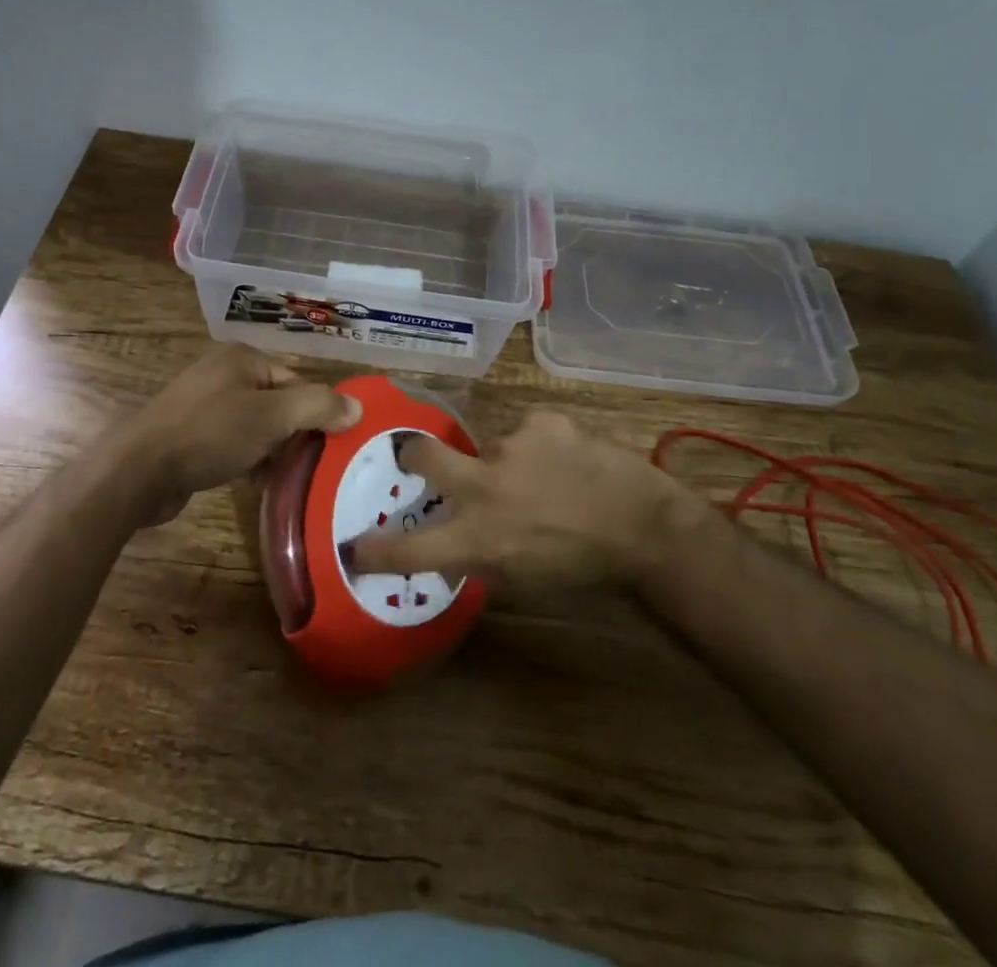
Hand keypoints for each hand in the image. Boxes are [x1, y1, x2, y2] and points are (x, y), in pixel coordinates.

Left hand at [127, 343, 360, 524]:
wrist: (138, 470)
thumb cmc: (210, 433)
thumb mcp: (271, 416)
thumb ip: (318, 407)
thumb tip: (358, 408)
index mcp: (243, 358)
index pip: (296, 381)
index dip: (316, 413)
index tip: (328, 447)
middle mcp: (224, 373)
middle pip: (278, 403)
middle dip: (293, 434)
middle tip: (310, 466)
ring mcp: (204, 404)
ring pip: (256, 425)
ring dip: (272, 450)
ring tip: (285, 478)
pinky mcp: (191, 434)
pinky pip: (233, 442)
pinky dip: (248, 458)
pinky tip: (254, 481)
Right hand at [348, 410, 713, 588]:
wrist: (645, 530)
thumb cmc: (581, 568)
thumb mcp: (520, 577)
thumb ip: (478, 553)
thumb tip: (453, 538)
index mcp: (477, 537)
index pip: (410, 548)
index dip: (375, 550)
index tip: (352, 547)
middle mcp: (483, 486)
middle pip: (422, 455)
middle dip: (412, 453)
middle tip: (416, 455)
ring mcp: (511, 446)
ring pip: (490, 446)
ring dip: (509, 461)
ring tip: (550, 477)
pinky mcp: (541, 420)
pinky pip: (527, 430)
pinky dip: (541, 445)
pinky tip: (571, 461)